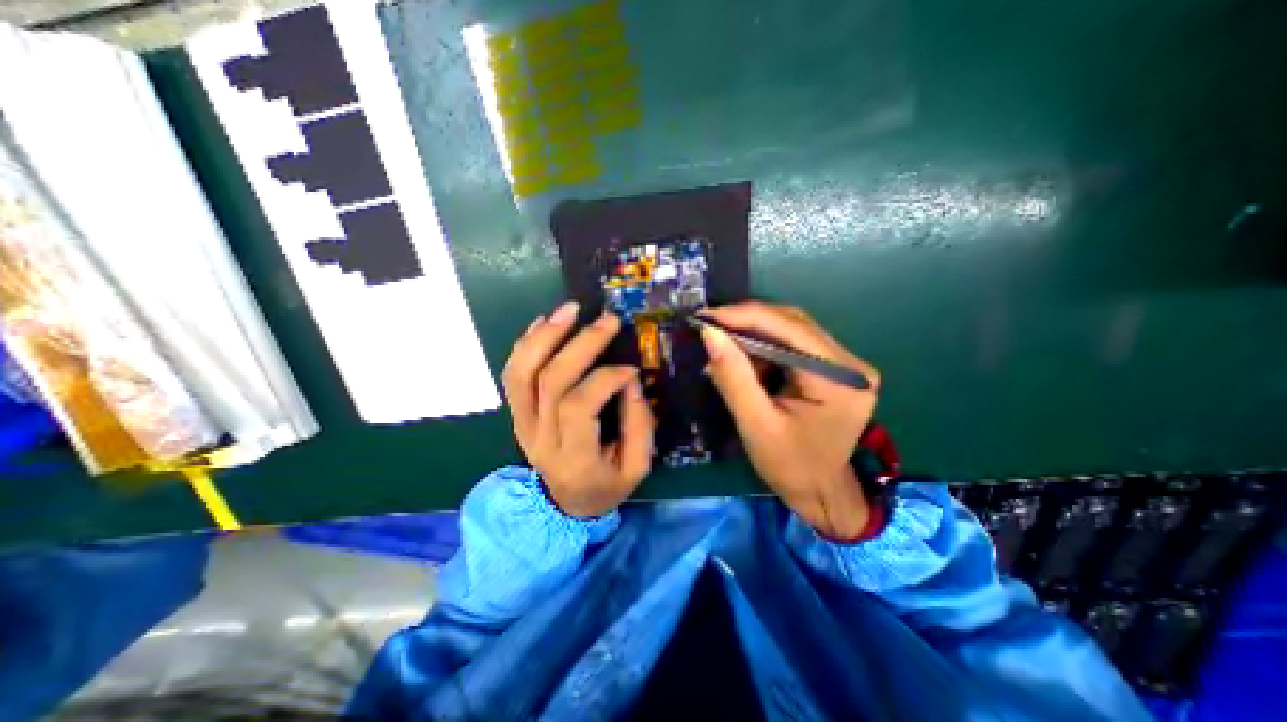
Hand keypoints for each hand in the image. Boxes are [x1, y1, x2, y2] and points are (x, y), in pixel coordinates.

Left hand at [498, 298, 647, 517]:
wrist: (566, 504)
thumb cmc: (606, 485)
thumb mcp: (636, 467)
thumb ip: (638, 424)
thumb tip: (628, 379)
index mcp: (573, 458)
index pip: (578, 406)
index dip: (605, 379)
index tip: (630, 369)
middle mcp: (540, 438)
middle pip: (550, 381)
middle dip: (581, 345)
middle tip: (608, 320)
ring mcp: (522, 423)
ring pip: (522, 372)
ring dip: (545, 336)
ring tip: (570, 309)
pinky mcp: (517, 413)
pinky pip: (513, 374)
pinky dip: (527, 344)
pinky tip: (545, 322)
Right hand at [701, 298, 880, 541]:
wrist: (819, 491)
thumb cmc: (789, 466)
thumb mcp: (755, 424)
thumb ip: (733, 376)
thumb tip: (709, 333)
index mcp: (840, 379)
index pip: (791, 329)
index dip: (745, 316)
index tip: (706, 316)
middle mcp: (849, 363)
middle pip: (793, 324)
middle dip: (747, 322)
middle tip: (709, 326)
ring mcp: (843, 364)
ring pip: (790, 330)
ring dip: (753, 333)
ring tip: (721, 342)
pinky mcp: (832, 368)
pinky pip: (792, 345)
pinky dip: (763, 347)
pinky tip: (742, 357)